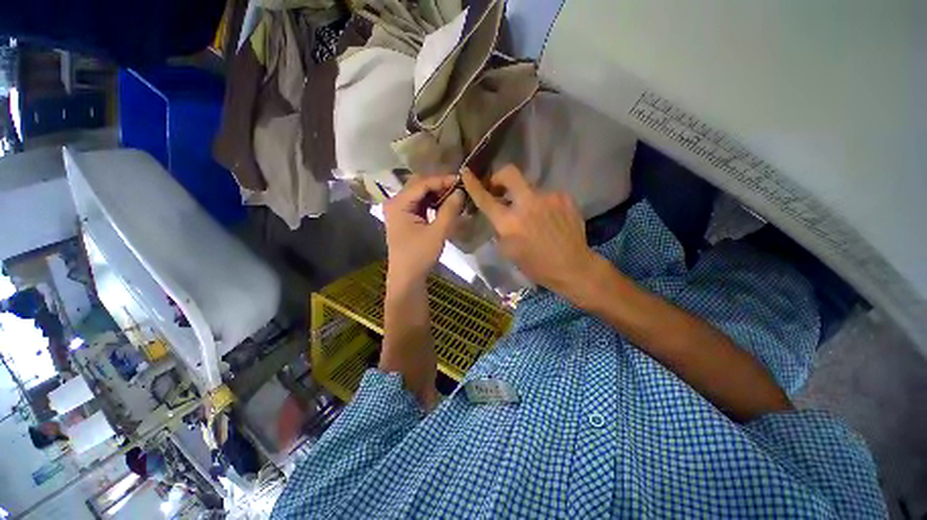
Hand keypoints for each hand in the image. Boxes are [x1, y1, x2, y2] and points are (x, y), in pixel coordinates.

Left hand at [384, 174, 465, 284]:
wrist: (407, 277)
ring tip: (454, 196)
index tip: (461, 181)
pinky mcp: (404, 218)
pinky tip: (444, 206)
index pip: (422, 183)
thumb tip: (460, 191)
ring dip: (436, 194)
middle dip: (439, 185)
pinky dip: (432, 203)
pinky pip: (419, 204)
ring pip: (420, 194)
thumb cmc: (419, 256)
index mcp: (398, 203)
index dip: (442, 180)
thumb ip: (449, 210)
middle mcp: (395, 202)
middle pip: (419, 185)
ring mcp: (399, 210)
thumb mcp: (437, 233)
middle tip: (458, 189)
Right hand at [462, 165, 596, 293]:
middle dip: (499, 176)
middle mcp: (527, 204)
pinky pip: (546, 195)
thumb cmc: (536, 265)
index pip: (486, 198)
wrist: (572, 266)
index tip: (466, 172)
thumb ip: (500, 228)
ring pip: (530, 188)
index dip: (473, 184)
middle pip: (509, 173)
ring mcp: (548, 197)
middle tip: (499, 187)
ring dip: (525, 198)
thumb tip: (499, 214)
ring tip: (533, 215)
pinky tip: (548, 218)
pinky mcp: (564, 197)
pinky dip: (542, 204)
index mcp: (509, 223)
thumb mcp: (508, 251)